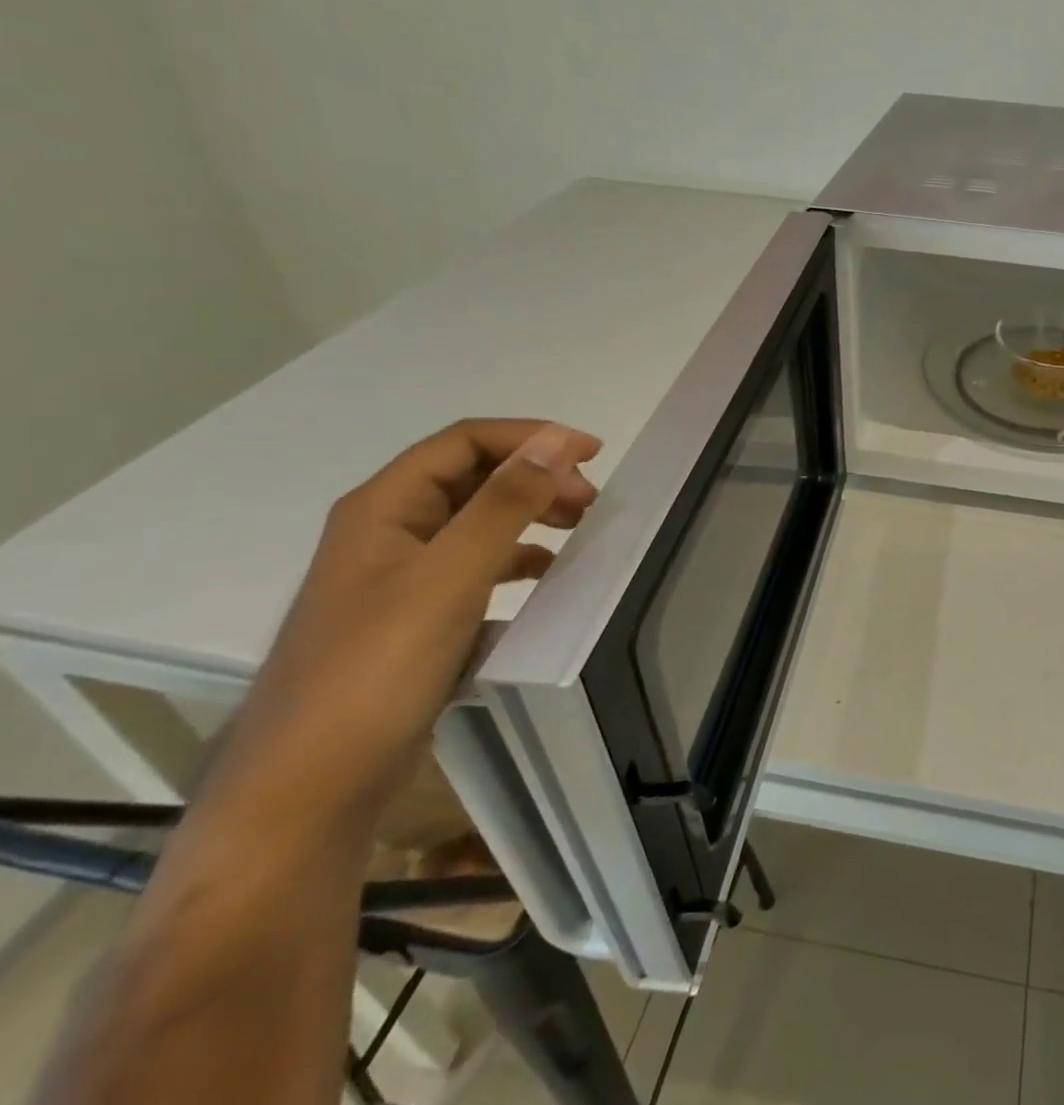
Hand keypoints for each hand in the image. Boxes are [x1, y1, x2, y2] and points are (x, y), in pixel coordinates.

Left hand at [224, 420, 602, 826]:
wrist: (307, 791)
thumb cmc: (377, 670)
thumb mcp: (451, 576)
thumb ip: (506, 503)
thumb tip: (557, 440)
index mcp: (383, 508)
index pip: (465, 441)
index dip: (531, 436)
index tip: (593, 454)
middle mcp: (386, 533)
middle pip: (471, 478)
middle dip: (535, 477)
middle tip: (590, 503)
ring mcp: (396, 580)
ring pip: (475, 523)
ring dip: (529, 516)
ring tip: (577, 534)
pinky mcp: (411, 622)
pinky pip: (474, 570)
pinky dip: (515, 563)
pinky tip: (544, 582)